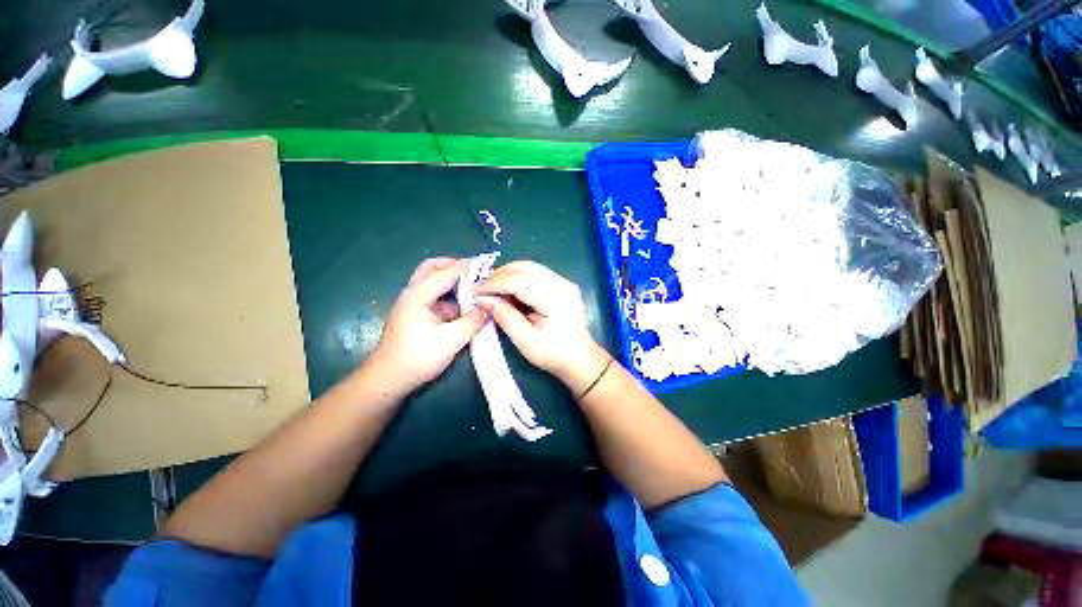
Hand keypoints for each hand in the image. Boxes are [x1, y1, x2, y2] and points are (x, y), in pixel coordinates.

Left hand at [367, 257, 486, 396]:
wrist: (388, 380)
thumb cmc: (416, 358)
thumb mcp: (450, 341)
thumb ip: (472, 322)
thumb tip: (489, 309)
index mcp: (418, 295)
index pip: (445, 273)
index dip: (466, 267)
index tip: (485, 263)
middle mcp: (414, 294)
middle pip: (432, 269)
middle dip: (453, 266)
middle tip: (474, 271)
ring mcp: (414, 305)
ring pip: (434, 284)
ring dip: (453, 282)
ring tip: (475, 288)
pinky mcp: (417, 316)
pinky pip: (436, 299)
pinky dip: (451, 298)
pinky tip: (466, 307)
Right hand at [474, 261, 609, 394]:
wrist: (580, 358)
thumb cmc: (553, 354)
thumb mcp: (525, 341)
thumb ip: (504, 316)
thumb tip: (481, 298)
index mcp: (555, 299)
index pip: (519, 280)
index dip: (494, 283)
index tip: (474, 292)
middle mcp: (562, 283)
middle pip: (524, 267)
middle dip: (499, 275)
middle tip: (482, 290)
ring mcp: (564, 281)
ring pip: (530, 267)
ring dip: (508, 274)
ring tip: (493, 289)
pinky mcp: (563, 283)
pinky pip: (536, 272)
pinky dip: (518, 277)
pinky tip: (510, 290)